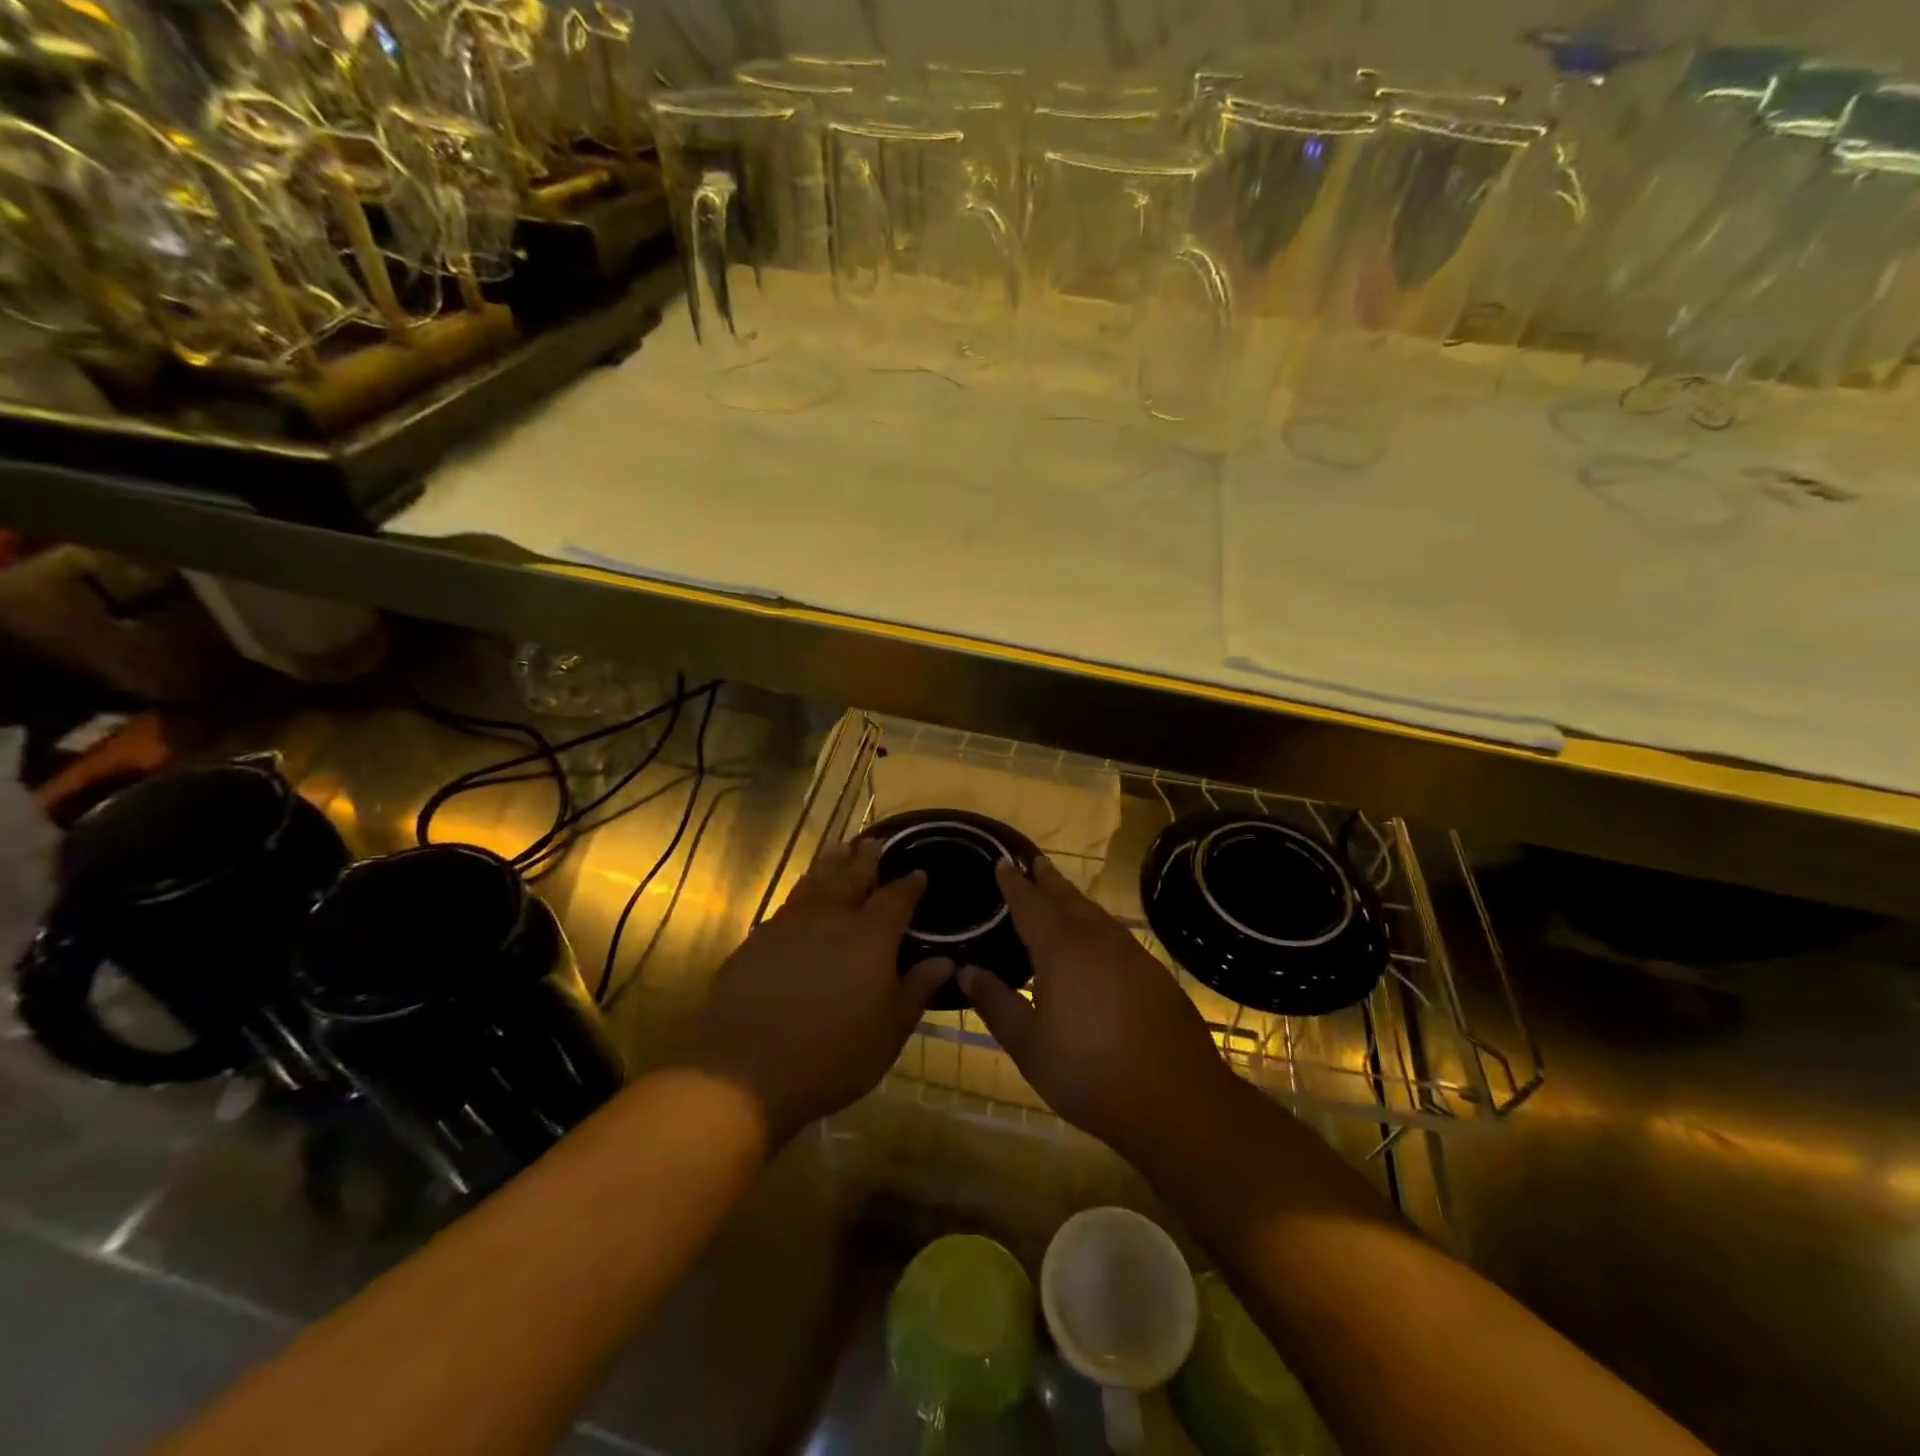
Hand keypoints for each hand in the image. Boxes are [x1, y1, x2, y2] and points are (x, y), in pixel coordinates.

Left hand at [685, 839, 950, 1144]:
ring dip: (830, 864)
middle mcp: (831, 918)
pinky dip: (801, 892)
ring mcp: (789, 925)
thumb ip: (917, 990)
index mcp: (870, 936)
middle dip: (866, 859)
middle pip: (852, 877)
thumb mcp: (889, 1031)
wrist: (745, 1070)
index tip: (918, 872)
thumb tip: (945, 961)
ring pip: (815, 882)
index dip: (909, 884)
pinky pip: (787, 905)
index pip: (896, 898)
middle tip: (874, 842)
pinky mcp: (757, 940)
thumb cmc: (832, 1055)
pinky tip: (801, 898)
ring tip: (839, 850)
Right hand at [960, 856, 1239, 1160]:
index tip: (1002, 862)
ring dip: (1073, 899)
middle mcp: (1097, 940)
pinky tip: (1096, 941)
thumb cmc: (1089, 1074)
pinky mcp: (1154, 972)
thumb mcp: (1029, 1046)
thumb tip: (966, 970)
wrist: (1176, 1099)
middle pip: (1067, 899)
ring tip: (1060, 894)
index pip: (1031, 904)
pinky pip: (1116, 935)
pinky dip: (1097, 925)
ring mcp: (1131, 954)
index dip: (1014, 883)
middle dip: (1047, 880)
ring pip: (1095, 914)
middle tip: (1033, 862)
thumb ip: (996, 1003)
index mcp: (1062, 950)